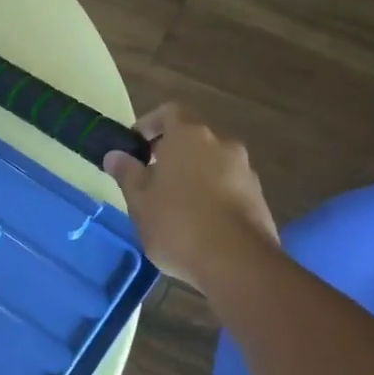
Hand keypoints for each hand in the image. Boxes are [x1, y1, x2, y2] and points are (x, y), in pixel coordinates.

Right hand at [103, 103, 278, 291]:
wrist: (236, 261)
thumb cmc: (177, 223)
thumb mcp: (139, 201)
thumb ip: (127, 173)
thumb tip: (115, 155)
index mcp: (189, 136)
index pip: (170, 112)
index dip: (150, 124)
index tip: (136, 144)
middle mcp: (222, 144)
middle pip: (193, 139)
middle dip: (171, 154)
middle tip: (151, 180)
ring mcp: (245, 170)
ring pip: (212, 164)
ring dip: (193, 176)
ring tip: (174, 206)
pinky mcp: (258, 197)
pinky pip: (229, 186)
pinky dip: (212, 195)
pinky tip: (199, 224)